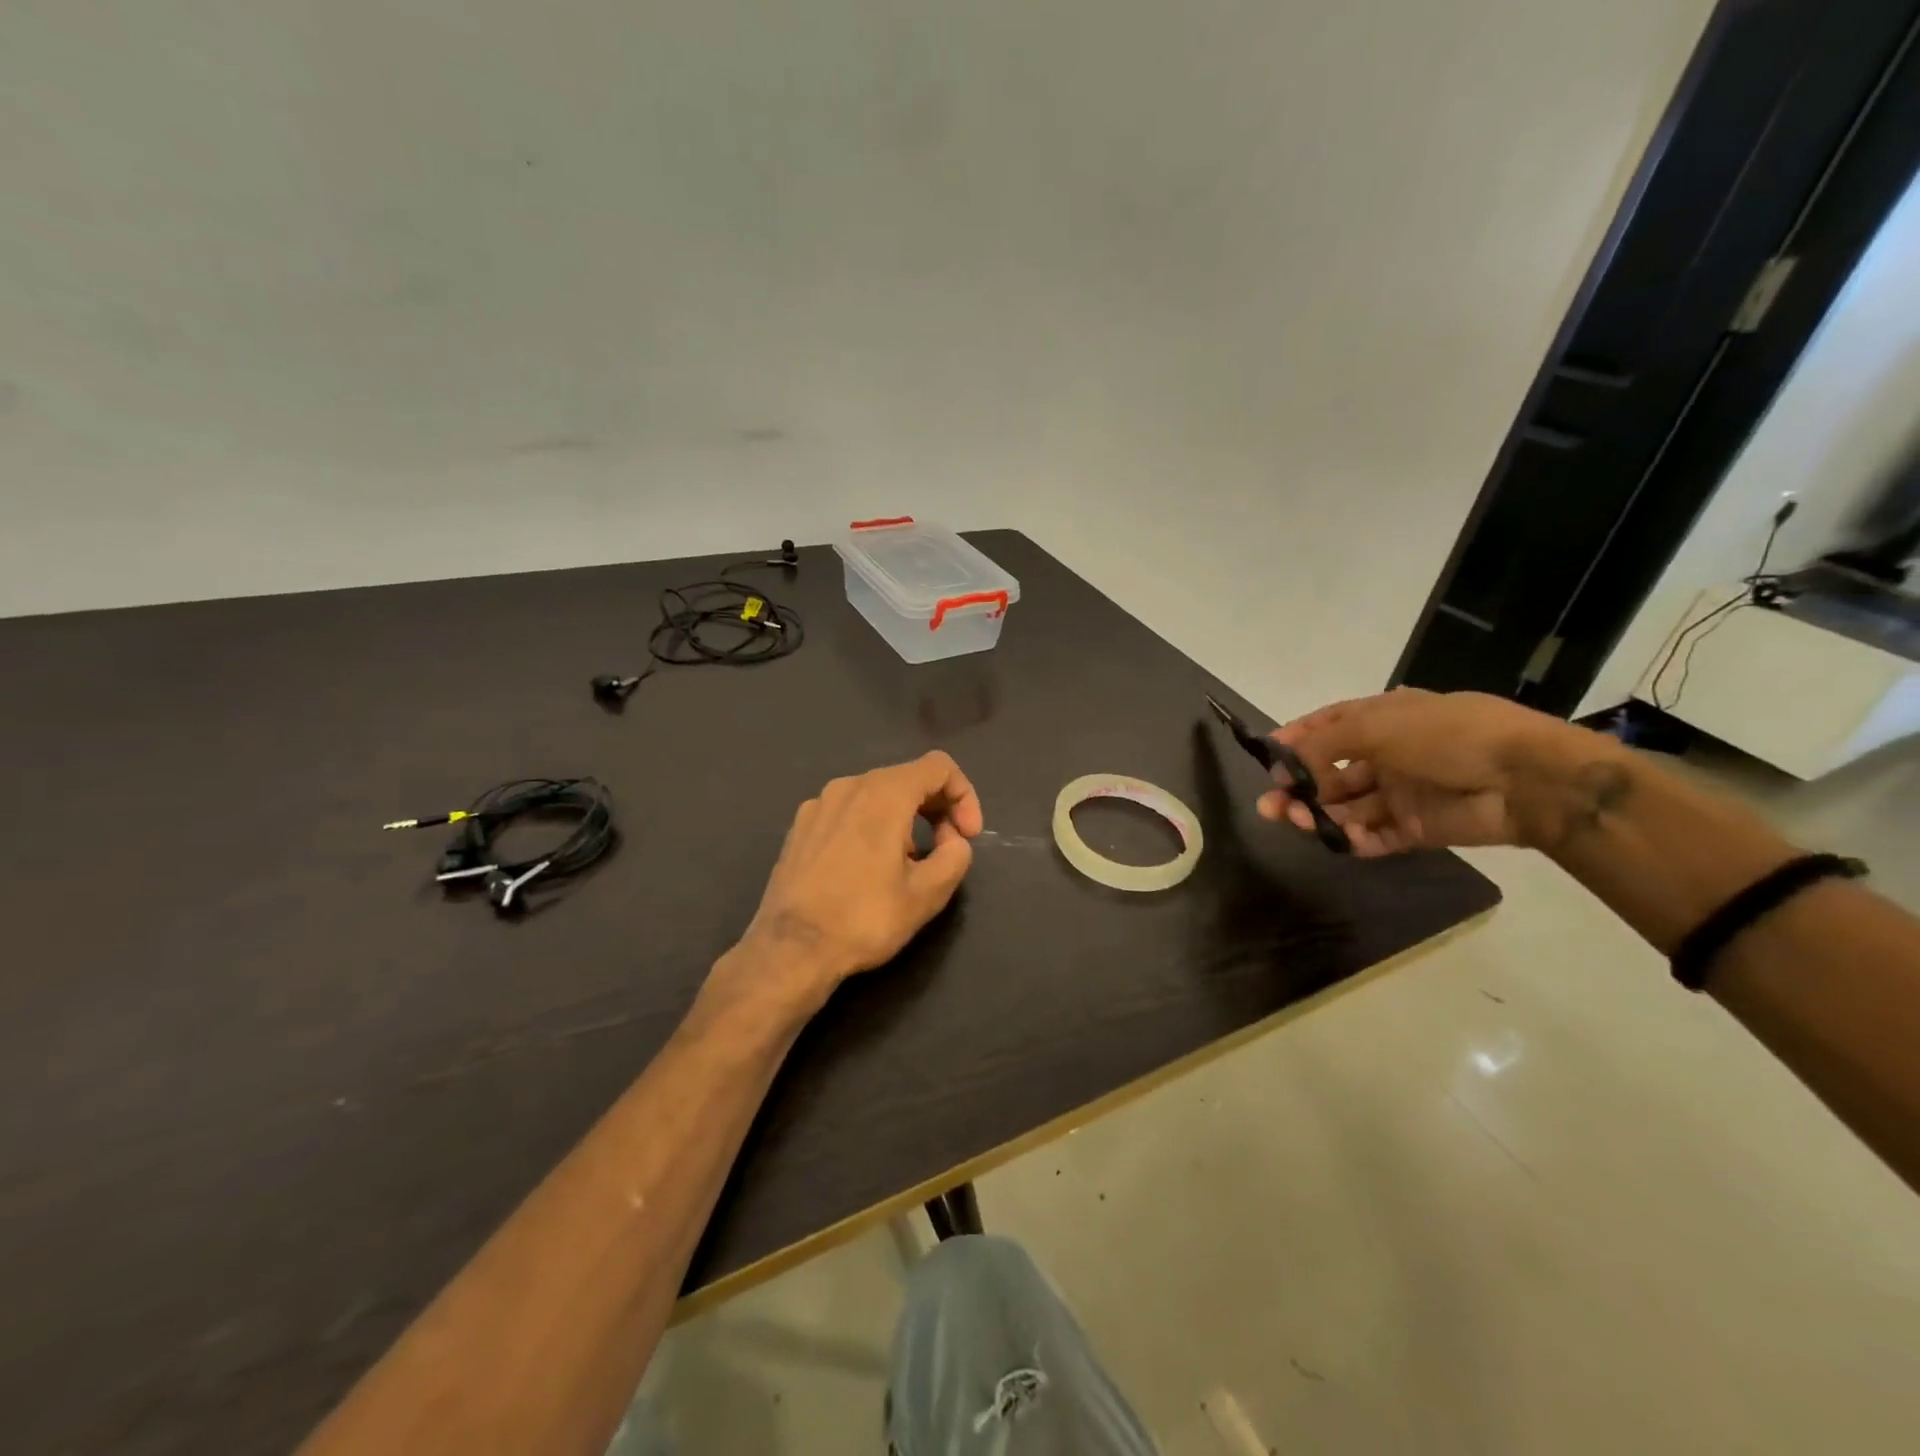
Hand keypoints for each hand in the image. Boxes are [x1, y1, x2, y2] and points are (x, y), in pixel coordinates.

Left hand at [725, 751, 983, 1009]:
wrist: (791, 949)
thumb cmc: (864, 919)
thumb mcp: (927, 894)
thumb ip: (955, 856)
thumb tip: (953, 841)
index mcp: (884, 793)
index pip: (939, 767)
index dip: (964, 796)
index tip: (966, 837)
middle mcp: (849, 786)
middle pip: (907, 778)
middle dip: (936, 809)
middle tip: (944, 852)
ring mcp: (818, 804)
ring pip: (876, 795)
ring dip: (904, 820)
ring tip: (904, 865)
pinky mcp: (799, 827)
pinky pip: (847, 812)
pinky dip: (869, 827)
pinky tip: (865, 868)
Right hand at [1255, 688, 1596, 855]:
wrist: (1524, 779)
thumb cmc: (1446, 736)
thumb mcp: (1376, 725)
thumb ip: (1323, 745)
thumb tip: (1286, 769)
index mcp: (1381, 719)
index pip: (1327, 727)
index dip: (1296, 740)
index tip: (1266, 757)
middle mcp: (1386, 755)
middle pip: (1329, 773)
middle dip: (1297, 787)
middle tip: (1271, 805)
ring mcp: (1400, 793)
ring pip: (1346, 806)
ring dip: (1318, 813)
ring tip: (1297, 821)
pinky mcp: (1415, 828)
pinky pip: (1374, 835)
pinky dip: (1353, 839)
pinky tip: (1339, 838)